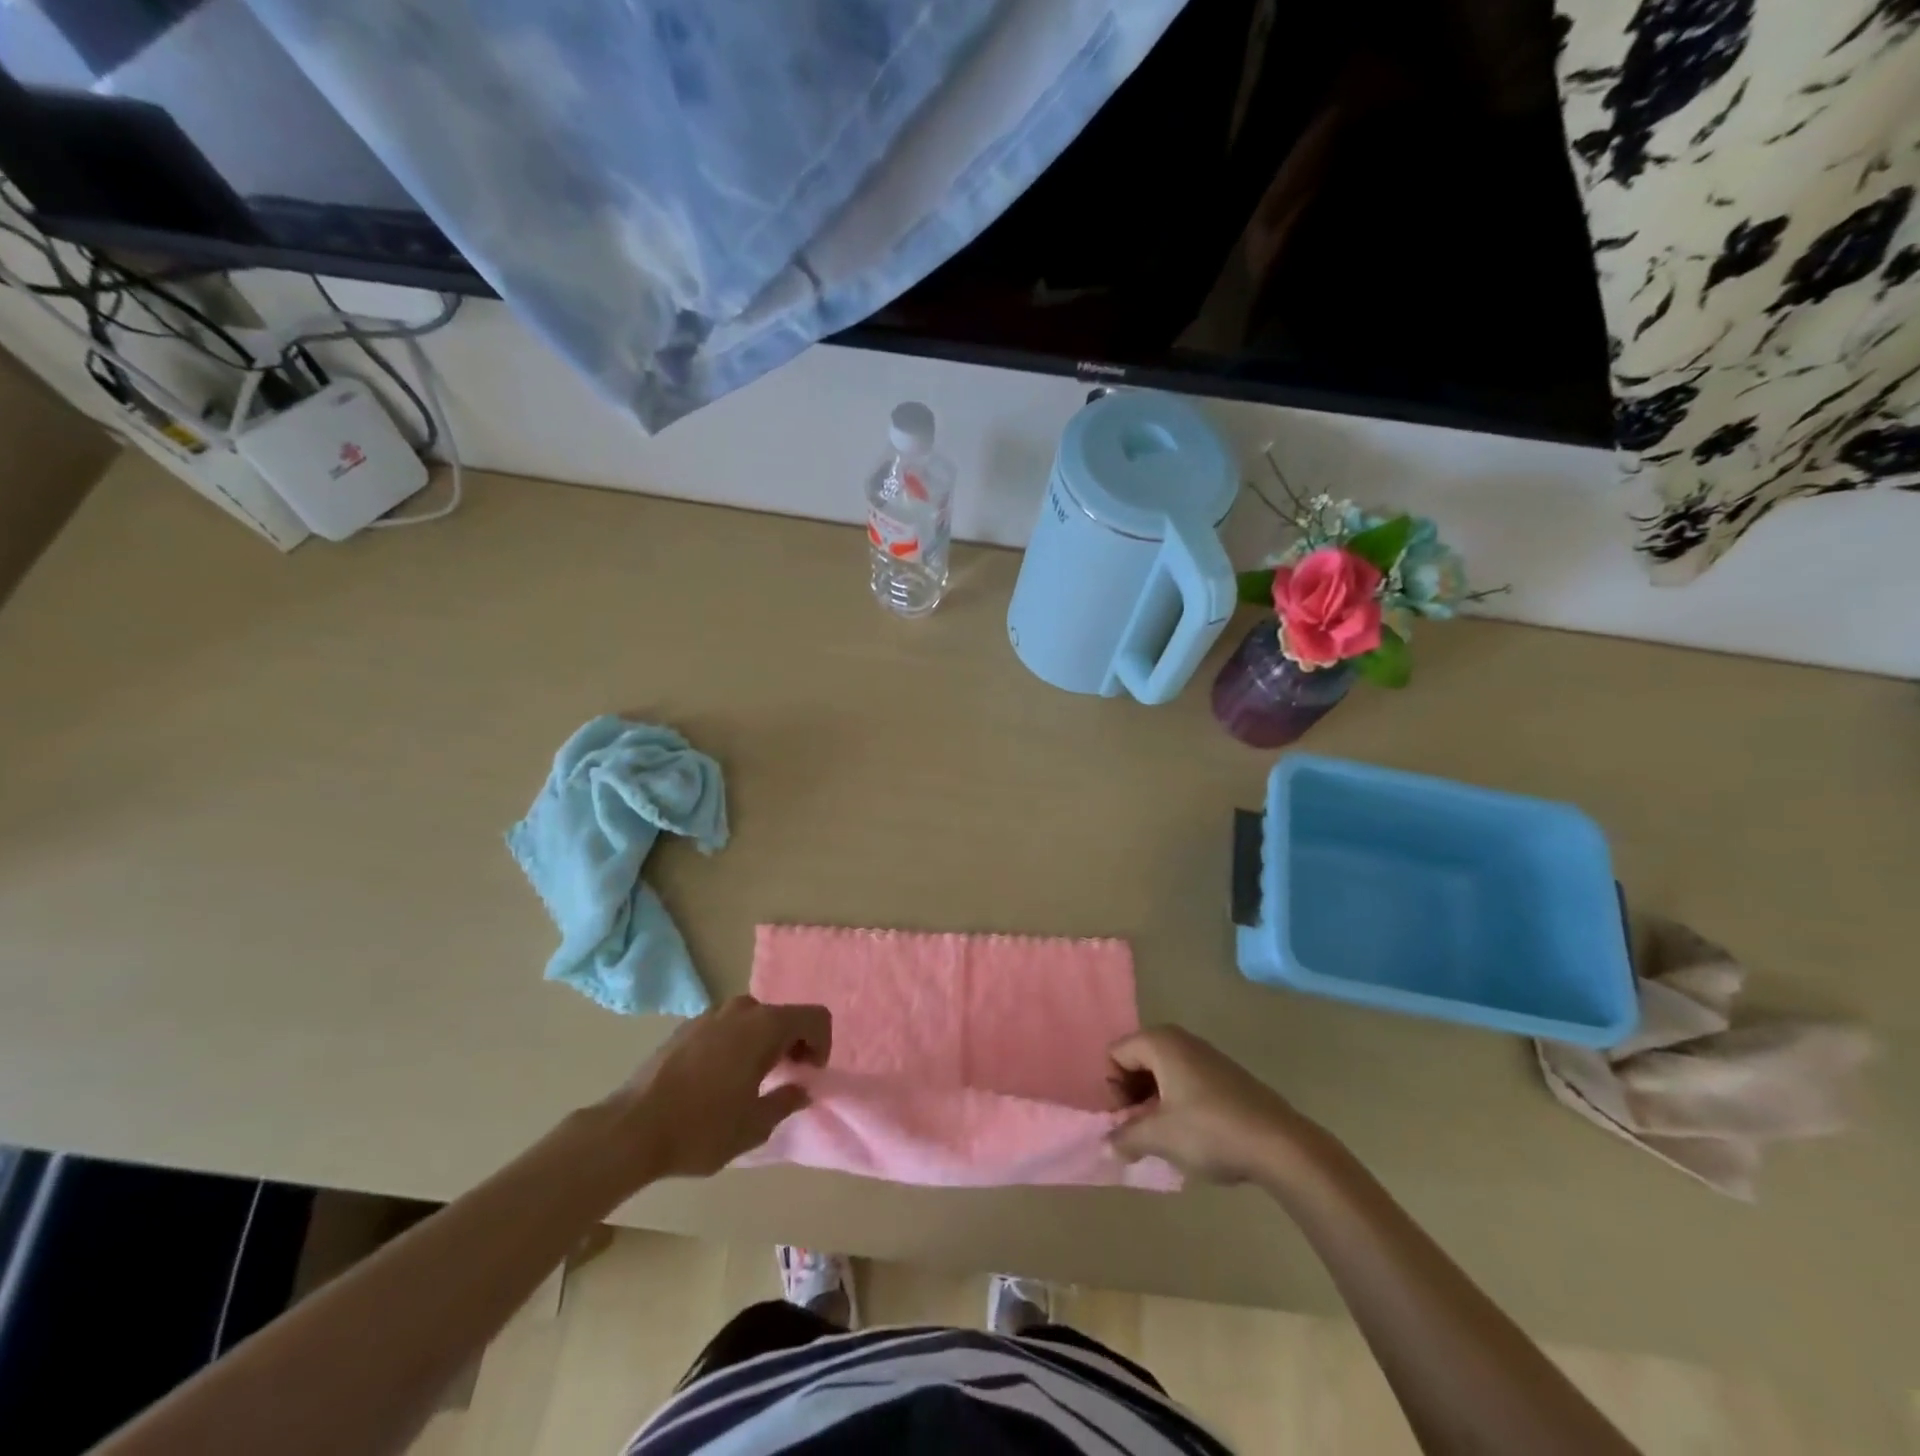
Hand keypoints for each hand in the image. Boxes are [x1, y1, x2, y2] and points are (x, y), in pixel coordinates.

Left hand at [612, 996, 831, 1181]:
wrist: (631, 1129)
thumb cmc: (702, 1128)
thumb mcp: (755, 1126)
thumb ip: (787, 1101)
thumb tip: (802, 1089)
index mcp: (765, 1025)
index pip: (815, 1017)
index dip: (822, 1044)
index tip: (808, 1075)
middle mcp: (742, 1009)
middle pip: (785, 1015)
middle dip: (794, 1043)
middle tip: (786, 1079)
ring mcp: (711, 1014)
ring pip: (755, 1019)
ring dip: (765, 1042)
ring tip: (753, 1080)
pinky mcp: (687, 1025)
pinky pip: (728, 1026)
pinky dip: (738, 1043)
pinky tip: (720, 1078)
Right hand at [1107, 1026, 1317, 1184]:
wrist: (1280, 1144)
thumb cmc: (1210, 1131)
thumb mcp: (1159, 1138)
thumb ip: (1125, 1137)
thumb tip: (1107, 1143)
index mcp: (1160, 1042)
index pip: (1116, 1055)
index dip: (1115, 1090)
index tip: (1129, 1121)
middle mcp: (1181, 1039)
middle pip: (1138, 1061)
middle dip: (1134, 1096)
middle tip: (1144, 1131)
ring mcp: (1206, 1055)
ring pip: (1163, 1073)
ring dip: (1156, 1103)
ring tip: (1167, 1137)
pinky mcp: (1226, 1075)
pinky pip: (1186, 1081)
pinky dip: (1179, 1103)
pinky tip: (1193, 1135)